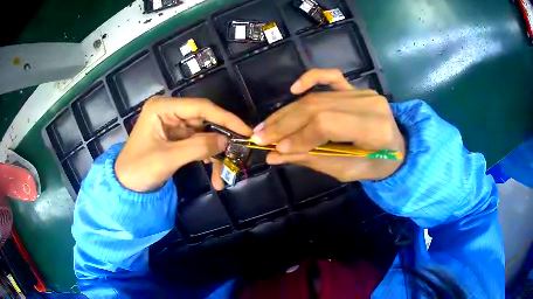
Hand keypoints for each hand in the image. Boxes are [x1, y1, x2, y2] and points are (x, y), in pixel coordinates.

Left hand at [115, 97, 251, 191]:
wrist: (125, 186)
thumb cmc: (139, 169)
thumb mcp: (168, 158)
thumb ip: (198, 147)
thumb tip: (227, 141)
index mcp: (163, 107)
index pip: (201, 107)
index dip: (225, 118)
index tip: (245, 131)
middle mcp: (170, 111)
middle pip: (205, 121)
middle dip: (221, 141)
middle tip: (238, 155)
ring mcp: (174, 125)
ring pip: (204, 134)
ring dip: (215, 155)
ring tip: (221, 177)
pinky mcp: (176, 138)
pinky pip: (198, 144)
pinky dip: (207, 157)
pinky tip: (214, 173)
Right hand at [250, 69, 405, 181]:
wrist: (398, 148)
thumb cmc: (376, 165)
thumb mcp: (347, 170)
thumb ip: (312, 159)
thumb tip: (275, 155)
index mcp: (374, 128)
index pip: (327, 123)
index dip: (298, 135)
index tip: (275, 149)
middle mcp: (368, 103)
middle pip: (316, 107)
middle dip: (284, 123)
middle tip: (260, 136)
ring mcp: (362, 92)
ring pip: (316, 97)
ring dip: (287, 111)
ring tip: (266, 125)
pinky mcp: (355, 88)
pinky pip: (330, 76)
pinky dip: (310, 78)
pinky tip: (294, 89)